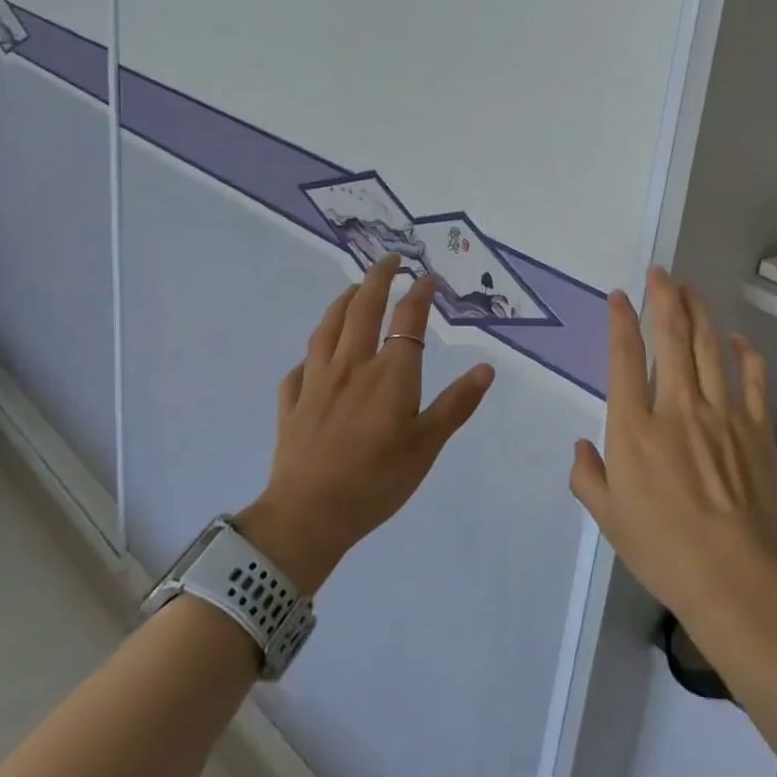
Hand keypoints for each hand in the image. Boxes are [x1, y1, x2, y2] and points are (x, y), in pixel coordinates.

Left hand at [235, 255, 494, 593]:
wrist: (308, 516)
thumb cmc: (377, 481)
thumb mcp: (427, 446)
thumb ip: (456, 404)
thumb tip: (486, 368)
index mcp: (390, 374)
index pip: (408, 320)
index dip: (420, 294)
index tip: (428, 278)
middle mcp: (352, 365)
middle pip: (362, 308)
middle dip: (378, 278)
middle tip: (390, 260)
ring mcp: (316, 381)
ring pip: (327, 328)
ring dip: (342, 302)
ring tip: (352, 290)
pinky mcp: (291, 403)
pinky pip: (299, 369)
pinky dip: (310, 356)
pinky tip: (313, 359)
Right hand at [569, 268, 776, 622]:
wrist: (734, 577)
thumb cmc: (663, 550)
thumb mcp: (608, 519)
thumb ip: (587, 477)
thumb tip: (580, 448)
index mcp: (634, 428)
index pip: (624, 358)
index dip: (621, 321)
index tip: (620, 297)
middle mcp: (676, 407)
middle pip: (671, 337)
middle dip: (664, 298)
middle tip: (661, 273)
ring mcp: (721, 413)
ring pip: (709, 347)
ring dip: (698, 312)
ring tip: (690, 289)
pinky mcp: (755, 426)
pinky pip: (752, 377)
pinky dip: (745, 353)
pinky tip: (737, 338)